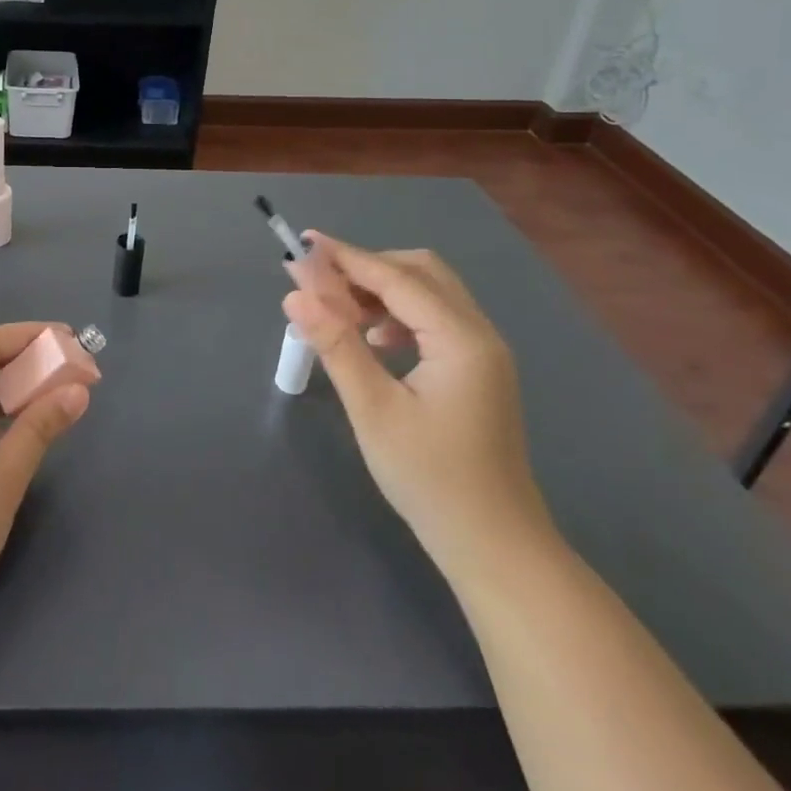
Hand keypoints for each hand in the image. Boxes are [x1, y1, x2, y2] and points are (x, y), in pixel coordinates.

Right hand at [284, 236, 553, 577]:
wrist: (494, 547)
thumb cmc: (431, 479)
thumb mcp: (374, 410)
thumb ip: (336, 344)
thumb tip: (295, 294)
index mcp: (460, 339)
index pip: (396, 277)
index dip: (346, 257)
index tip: (302, 243)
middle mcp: (479, 333)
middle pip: (420, 272)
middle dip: (367, 268)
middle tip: (320, 286)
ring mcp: (482, 352)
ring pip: (428, 294)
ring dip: (382, 291)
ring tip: (340, 316)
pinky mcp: (476, 370)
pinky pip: (434, 320)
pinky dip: (399, 315)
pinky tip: (374, 342)